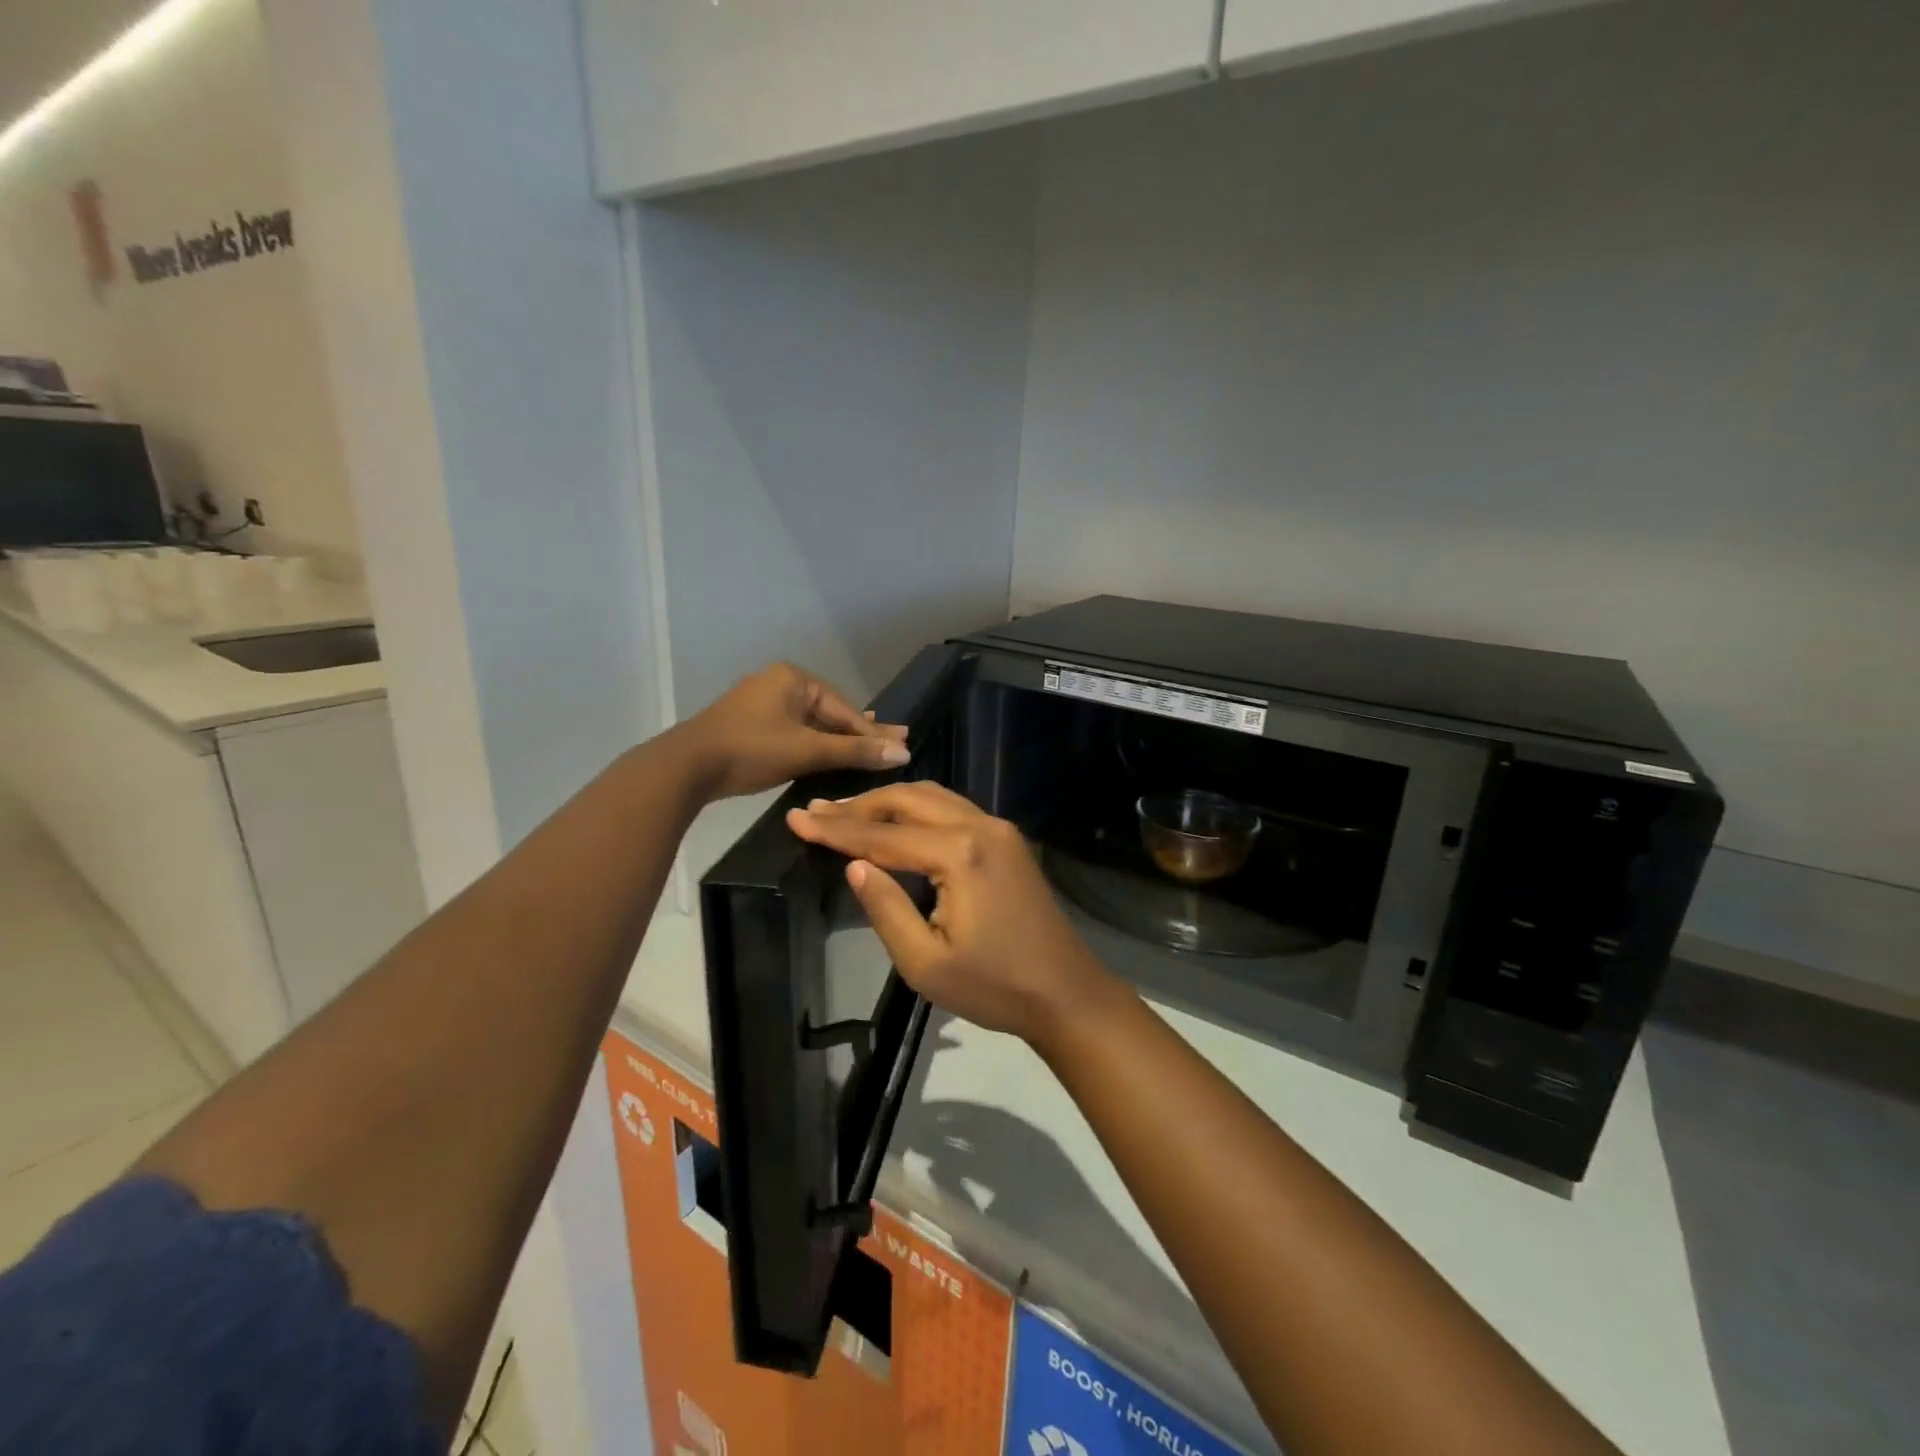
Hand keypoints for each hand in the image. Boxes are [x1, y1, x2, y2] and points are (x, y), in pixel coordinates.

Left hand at [684, 663, 908, 800]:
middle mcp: (778, 682)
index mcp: (793, 678)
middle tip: (892, 745)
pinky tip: (825, 755)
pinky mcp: (747, 724)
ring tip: (866, 750)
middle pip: (828, 713)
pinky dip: (811, 744)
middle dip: (858, 732)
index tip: (901, 744)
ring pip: (809, 723)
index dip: (872, 731)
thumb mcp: (807, 751)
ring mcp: (759, 703)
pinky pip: (791, 731)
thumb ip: (854, 751)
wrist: (685, 767)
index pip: (844, 708)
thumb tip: (902, 751)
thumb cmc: (751, 750)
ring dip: (836, 740)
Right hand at [786, 783, 1123, 1051]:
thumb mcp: (926, 963)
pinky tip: (896, 822)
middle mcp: (981, 826)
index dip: (836, 829)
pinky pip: (953, 808)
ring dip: (889, 802)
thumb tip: (854, 865)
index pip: (883, 835)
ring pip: (933, 796)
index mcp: (960, 853)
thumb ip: (885, 908)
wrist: (1066, 993)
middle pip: (909, 799)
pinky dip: (917, 809)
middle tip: (817, 812)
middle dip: (860, 805)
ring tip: (847, 813)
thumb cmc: (994, 987)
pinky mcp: (1007, 840)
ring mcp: (999, 829)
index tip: (795, 819)